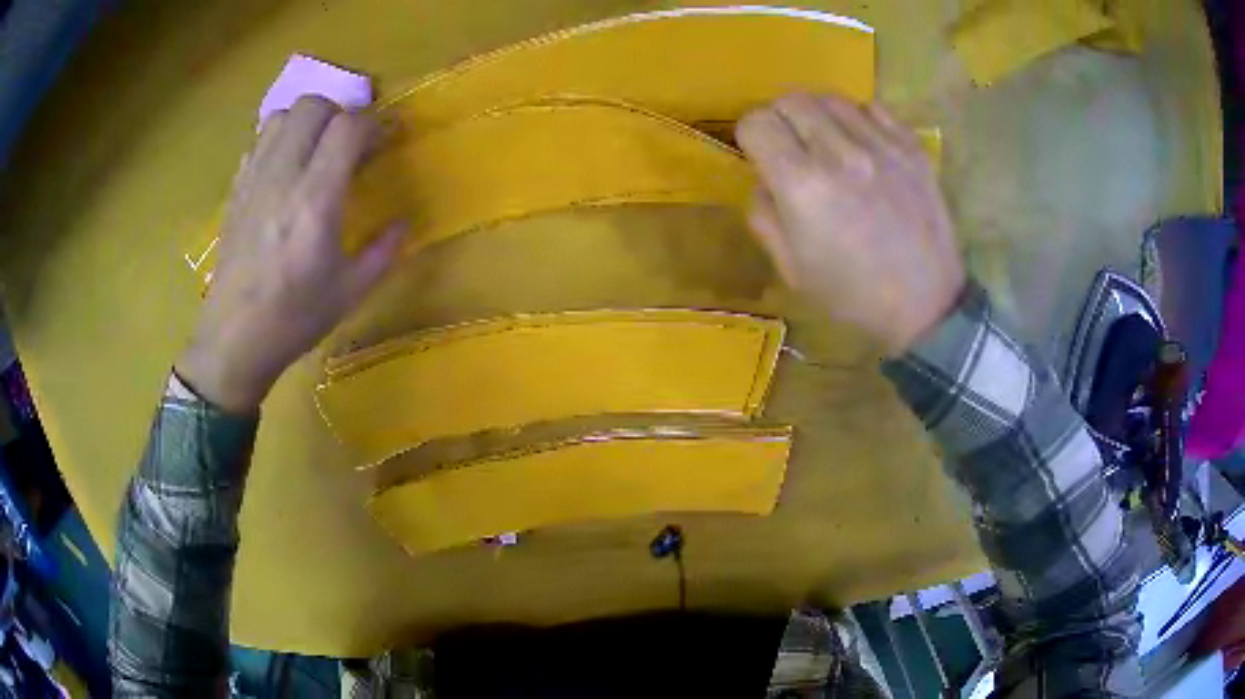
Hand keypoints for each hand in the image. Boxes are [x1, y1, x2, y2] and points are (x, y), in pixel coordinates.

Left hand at [177, 96, 405, 412]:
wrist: (233, 340)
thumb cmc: (293, 319)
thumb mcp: (349, 293)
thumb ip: (383, 252)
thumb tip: (404, 224)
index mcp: (315, 202)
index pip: (347, 127)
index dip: (373, 124)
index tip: (384, 139)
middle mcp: (282, 178)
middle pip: (312, 106)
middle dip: (339, 113)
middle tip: (349, 143)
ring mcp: (253, 181)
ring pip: (282, 115)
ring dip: (306, 122)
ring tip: (316, 150)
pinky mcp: (235, 190)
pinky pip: (258, 142)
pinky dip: (279, 139)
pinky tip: (286, 169)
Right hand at [736, 94, 964, 353]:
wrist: (927, 306)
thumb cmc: (854, 296)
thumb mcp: (793, 270)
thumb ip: (765, 217)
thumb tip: (764, 180)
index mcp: (802, 186)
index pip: (757, 122)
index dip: (751, 136)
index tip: (760, 154)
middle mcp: (839, 153)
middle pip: (791, 100)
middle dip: (780, 118)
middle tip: (791, 146)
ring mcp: (881, 146)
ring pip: (831, 98)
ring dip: (818, 115)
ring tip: (827, 143)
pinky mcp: (911, 148)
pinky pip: (872, 108)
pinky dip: (858, 119)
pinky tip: (862, 145)